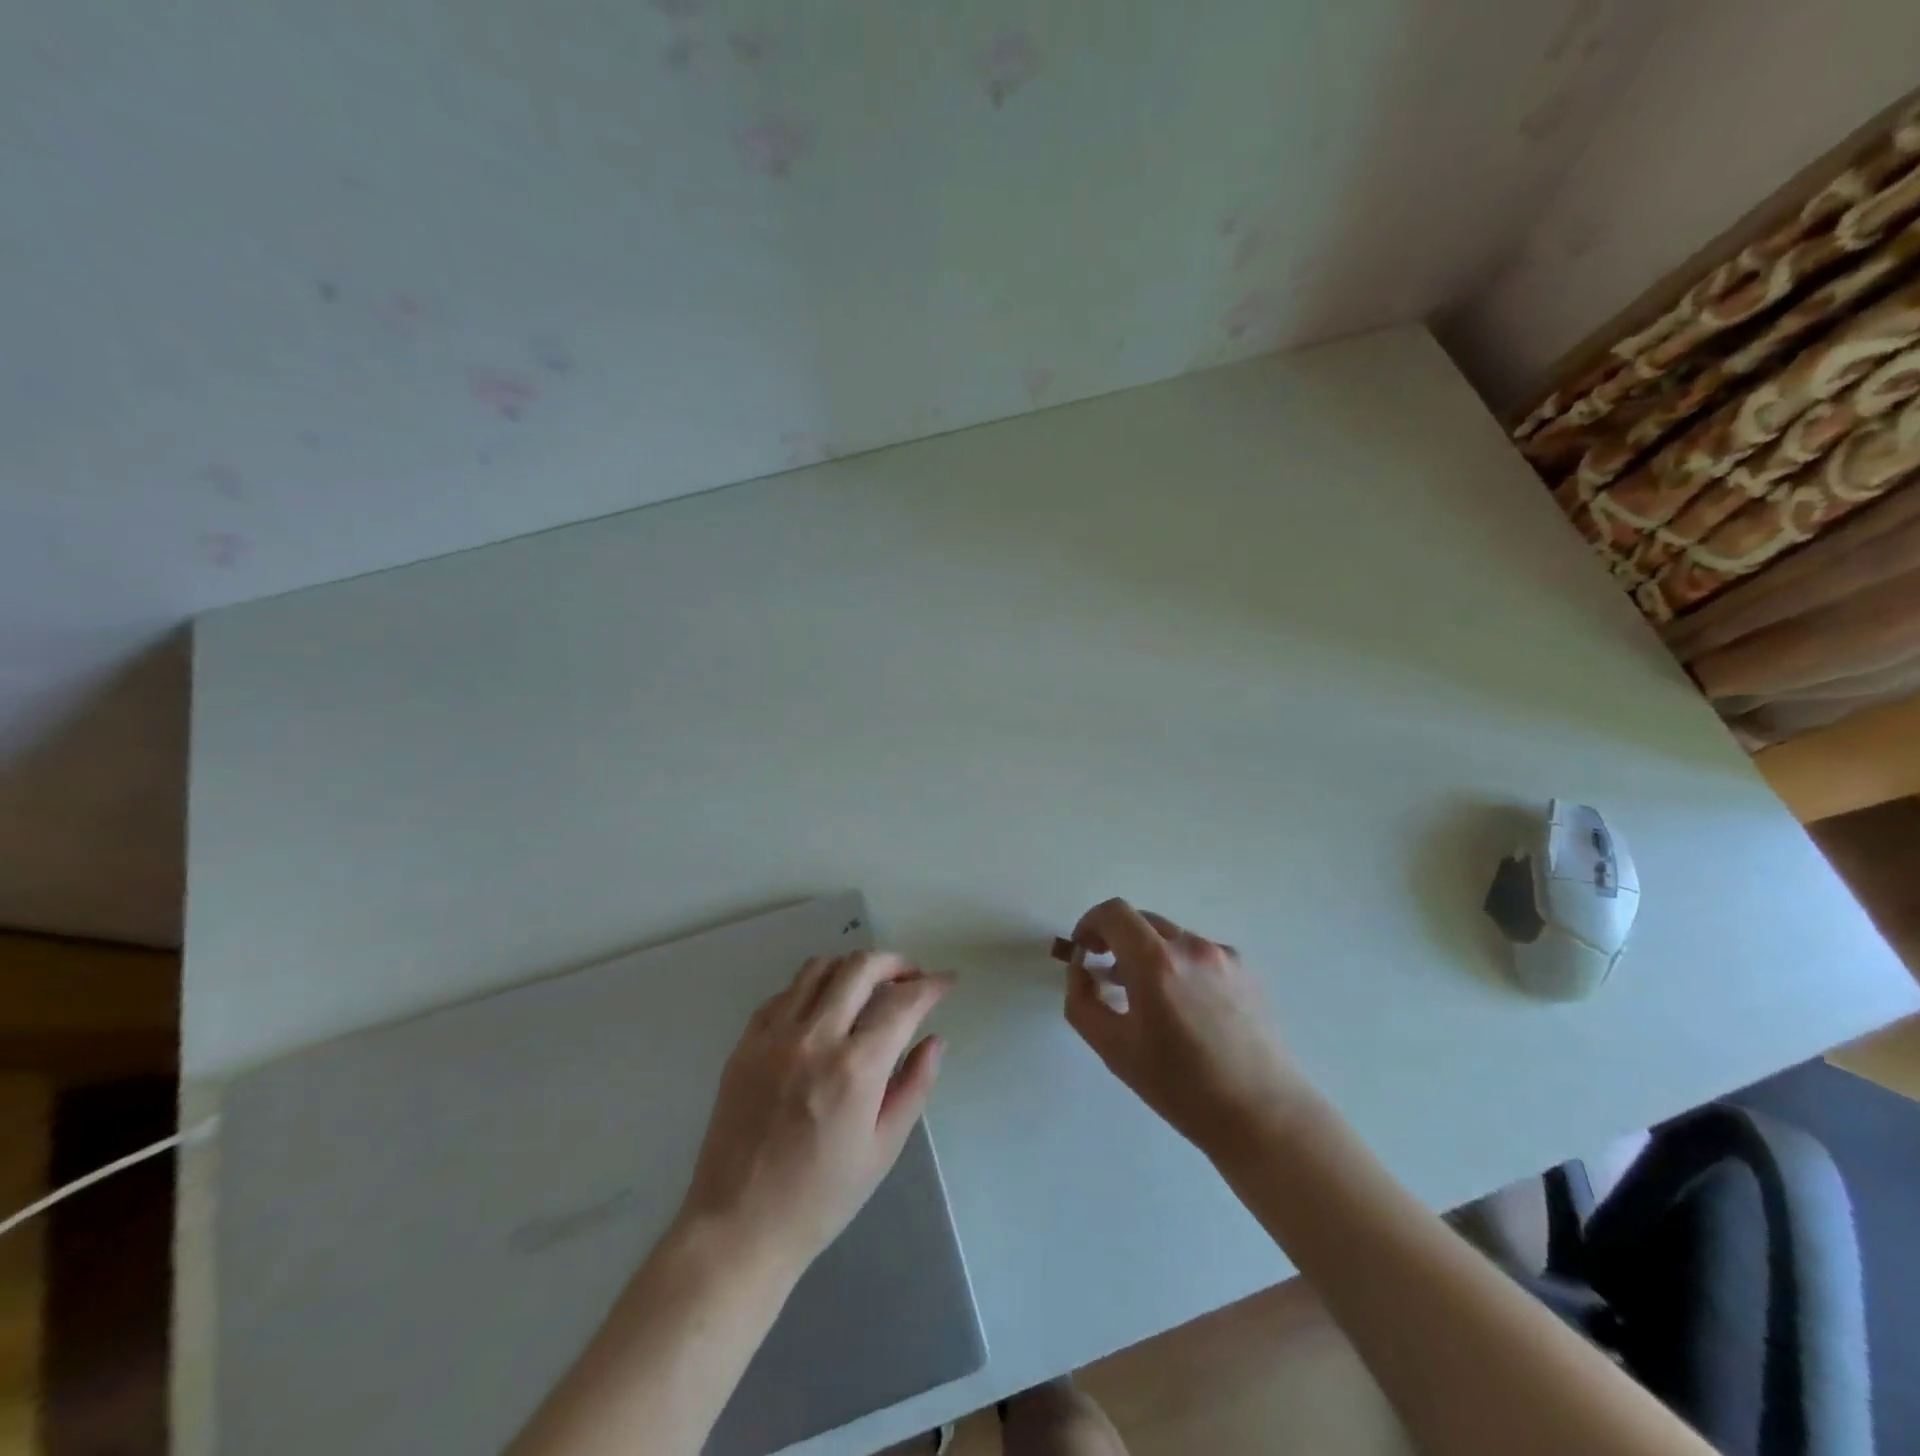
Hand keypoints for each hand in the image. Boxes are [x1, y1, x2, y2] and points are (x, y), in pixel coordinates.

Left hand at [678, 952, 950, 1272]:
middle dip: (895, 963)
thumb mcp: (883, 1149)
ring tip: (869, 986)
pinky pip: (785, 992)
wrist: (738, 1227)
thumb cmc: (821, 1198)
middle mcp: (814, 1038)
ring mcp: (774, 1036)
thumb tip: (935, 1040)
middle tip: (911, 977)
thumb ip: (915, 1086)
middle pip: (860, 968)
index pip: (902, 1002)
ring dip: (853, 968)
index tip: (946, 982)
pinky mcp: (745, 1042)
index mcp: (855, 1069)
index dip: (931, 985)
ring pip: (819, 967)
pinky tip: (824, 1009)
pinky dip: (813, 987)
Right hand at [1062, 899, 1307, 1155]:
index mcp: (1156, 962)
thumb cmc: (1181, 1087)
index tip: (1084, 950)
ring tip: (1146, 997)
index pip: (1113, 913)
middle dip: (1117, 940)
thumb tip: (1080, 969)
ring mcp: (1224, 955)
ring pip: (1171, 938)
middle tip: (1107, 975)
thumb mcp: (1114, 1049)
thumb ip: (1082, 1001)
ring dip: (1149, 954)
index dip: (1090, 923)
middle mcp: (1191, 946)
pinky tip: (1186, 1009)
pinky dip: (1180, 967)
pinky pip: (1200, 954)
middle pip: (1142, 921)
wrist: (1263, 1115)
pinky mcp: (1246, 970)